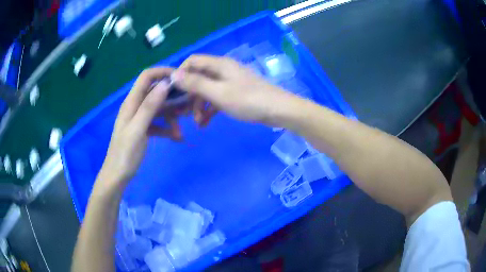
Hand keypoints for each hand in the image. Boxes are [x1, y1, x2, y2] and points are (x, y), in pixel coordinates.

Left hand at [98, 68, 181, 188]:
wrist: (118, 176)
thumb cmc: (125, 154)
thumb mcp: (137, 129)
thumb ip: (149, 106)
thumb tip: (165, 84)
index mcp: (131, 102)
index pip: (147, 76)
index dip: (162, 72)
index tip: (181, 78)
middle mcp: (136, 106)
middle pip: (156, 92)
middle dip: (173, 97)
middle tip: (188, 107)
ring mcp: (140, 118)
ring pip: (160, 109)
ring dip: (172, 117)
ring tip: (181, 131)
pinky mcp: (144, 129)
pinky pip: (159, 123)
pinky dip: (168, 129)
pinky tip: (177, 138)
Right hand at [172, 55, 296, 125]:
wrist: (278, 110)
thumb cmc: (248, 100)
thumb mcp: (218, 93)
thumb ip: (195, 83)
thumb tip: (174, 74)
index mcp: (219, 65)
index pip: (192, 61)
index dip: (180, 73)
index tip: (172, 91)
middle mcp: (223, 70)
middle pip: (198, 77)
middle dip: (189, 95)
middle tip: (183, 112)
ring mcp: (229, 82)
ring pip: (206, 90)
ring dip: (199, 106)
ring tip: (198, 123)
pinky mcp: (235, 93)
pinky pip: (216, 98)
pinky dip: (210, 109)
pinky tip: (206, 123)